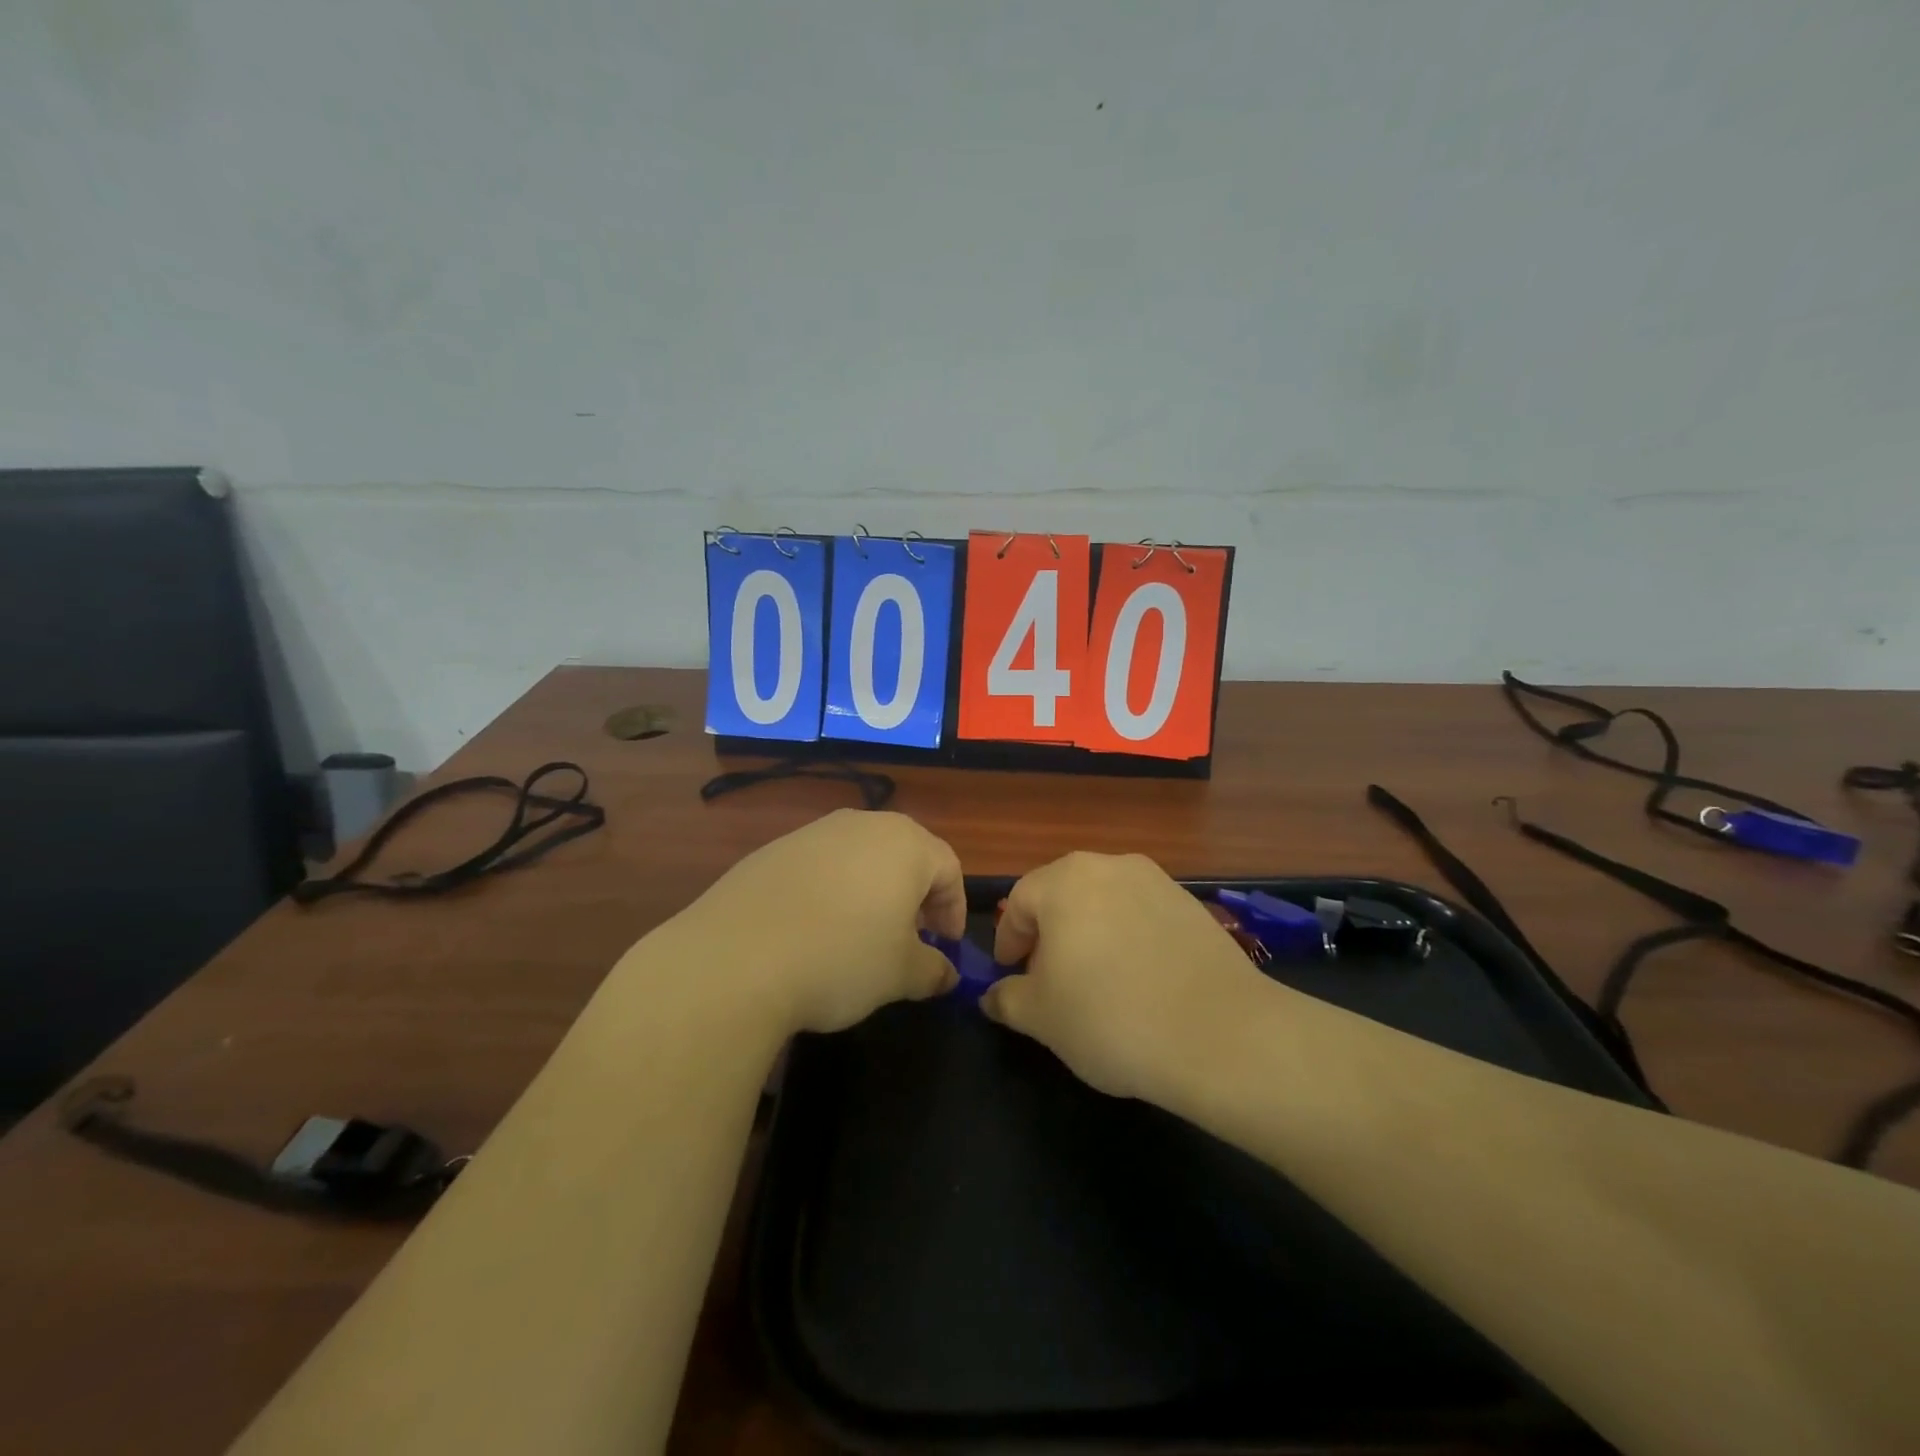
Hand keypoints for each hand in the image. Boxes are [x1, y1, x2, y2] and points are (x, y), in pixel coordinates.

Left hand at [661, 809, 964, 1033]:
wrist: (735, 959)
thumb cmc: (840, 959)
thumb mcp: (901, 975)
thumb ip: (934, 970)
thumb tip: (946, 973)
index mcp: (905, 844)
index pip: (949, 869)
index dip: (954, 909)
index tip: (946, 947)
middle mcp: (862, 824)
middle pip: (905, 855)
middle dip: (915, 896)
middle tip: (910, 938)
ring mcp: (813, 832)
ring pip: (860, 857)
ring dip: (872, 891)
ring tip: (861, 935)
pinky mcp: (773, 849)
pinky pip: (819, 866)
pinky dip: (830, 891)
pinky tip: (813, 930)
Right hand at [982, 852, 1269, 1101]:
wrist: (1220, 1034)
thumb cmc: (1109, 1017)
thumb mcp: (1040, 1017)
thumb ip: (1006, 999)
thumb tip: (993, 996)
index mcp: (1065, 881)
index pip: (1018, 902)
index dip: (1008, 940)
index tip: (1011, 975)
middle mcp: (1110, 865)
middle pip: (1063, 896)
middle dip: (1049, 935)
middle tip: (1049, 979)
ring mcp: (1157, 881)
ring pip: (1106, 904)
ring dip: (1091, 935)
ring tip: (1097, 983)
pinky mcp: (1193, 905)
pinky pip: (1143, 917)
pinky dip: (1130, 940)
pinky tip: (1140, 982)